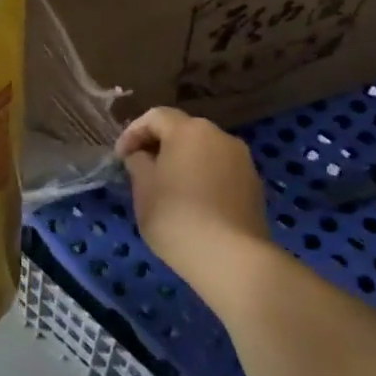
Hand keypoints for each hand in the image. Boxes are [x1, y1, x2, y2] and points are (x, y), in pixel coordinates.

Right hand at [118, 108, 273, 306]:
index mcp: (188, 131)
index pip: (155, 116)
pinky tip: (194, 203)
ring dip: (183, 161)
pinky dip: (204, 177)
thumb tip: (142, 156)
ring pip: (204, 150)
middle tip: (142, 169)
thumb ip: (138, 163)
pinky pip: (221, 170)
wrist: (231, 258)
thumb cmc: (176, 218)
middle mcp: (219, 136)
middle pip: (183, 130)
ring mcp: (242, 160)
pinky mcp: (254, 184)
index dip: (133, 133)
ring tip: (168, 188)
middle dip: (159, 145)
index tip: (120, 158)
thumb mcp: (143, 189)